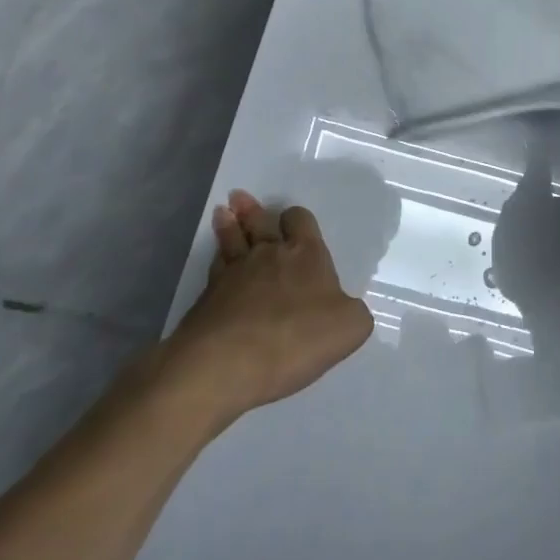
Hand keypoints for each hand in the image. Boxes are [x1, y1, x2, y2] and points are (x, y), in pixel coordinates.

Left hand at [164, 190, 373, 419]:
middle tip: (239, 197)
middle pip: (259, 222)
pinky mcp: (207, 298)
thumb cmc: (298, 337)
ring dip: (228, 225)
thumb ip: (353, 312)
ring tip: (223, 213)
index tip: (292, 219)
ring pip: (231, 239)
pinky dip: (216, 260)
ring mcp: (234, 273)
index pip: (300, 221)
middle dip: (252, 210)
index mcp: (306, 254)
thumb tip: (344, 308)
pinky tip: (217, 260)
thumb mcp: (350, 327)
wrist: (229, 361)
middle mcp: (268, 254)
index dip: (296, 218)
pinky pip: (214, 268)